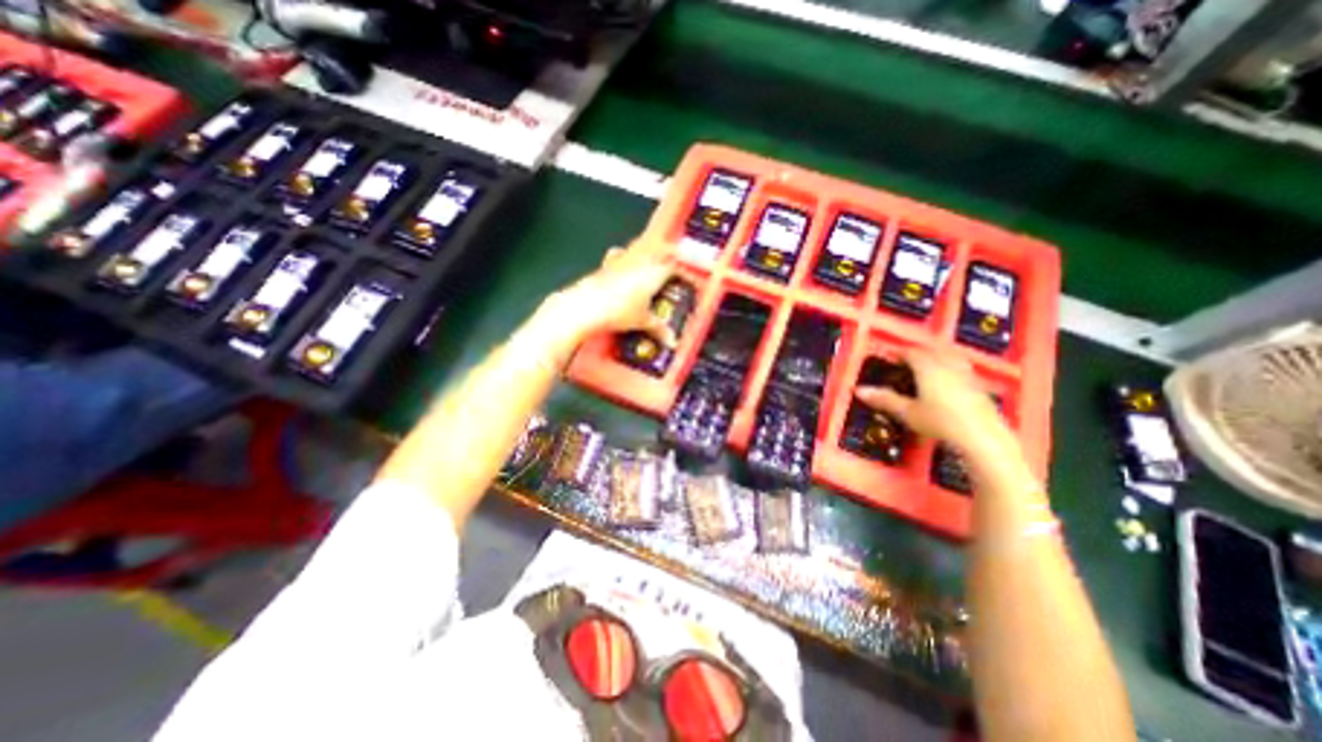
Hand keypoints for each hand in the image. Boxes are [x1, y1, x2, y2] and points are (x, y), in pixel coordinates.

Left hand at [541, 240, 674, 346]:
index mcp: (655, 272)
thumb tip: (671, 340)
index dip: (684, 273)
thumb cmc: (619, 312)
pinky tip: (625, 262)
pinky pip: (622, 255)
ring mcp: (622, 260)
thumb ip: (659, 329)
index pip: (676, 266)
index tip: (689, 281)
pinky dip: (628, 256)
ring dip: (650, 253)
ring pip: (641, 248)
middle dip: (669, 257)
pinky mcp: (607, 264)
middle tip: (675, 267)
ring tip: (654, 263)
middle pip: (660, 250)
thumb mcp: (642, 322)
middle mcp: (641, 260)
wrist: (585, 306)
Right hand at [851, 347, 1013, 461]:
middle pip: (932, 351)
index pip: (912, 353)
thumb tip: (860, 390)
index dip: (899, 353)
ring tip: (929, 363)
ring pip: (951, 357)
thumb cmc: (941, 422)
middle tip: (907, 359)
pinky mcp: (979, 388)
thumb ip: (884, 399)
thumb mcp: (907, 412)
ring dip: (937, 356)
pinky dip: (952, 367)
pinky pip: (962, 368)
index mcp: (928, 368)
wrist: (982, 438)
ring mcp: (967, 376)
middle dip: (918, 353)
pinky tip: (950, 379)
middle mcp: (948, 367)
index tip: (890, 356)